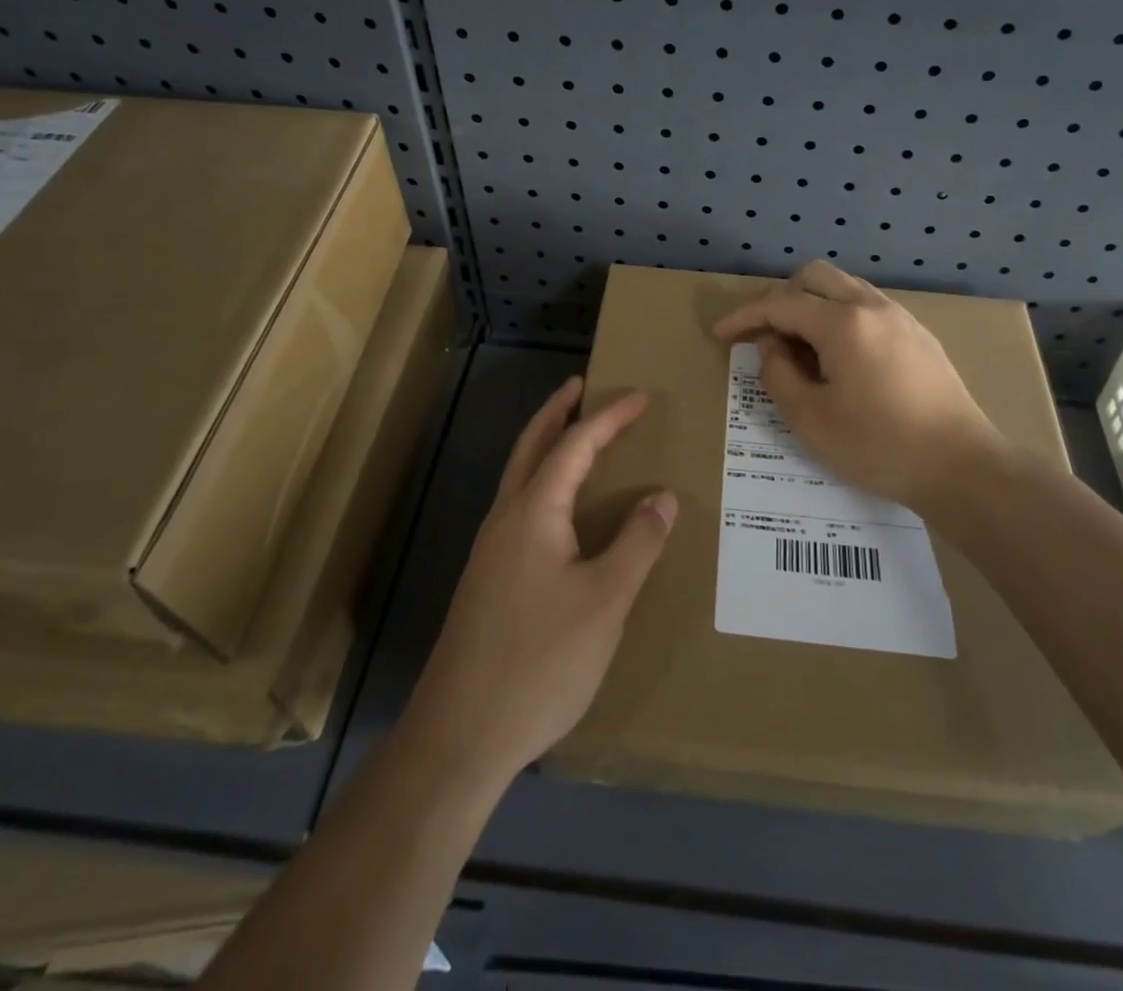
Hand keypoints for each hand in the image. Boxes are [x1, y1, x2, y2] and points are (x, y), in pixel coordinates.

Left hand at [405, 377, 676, 786]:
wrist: (460, 735)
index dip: (609, 417)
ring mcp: (490, 550)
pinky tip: (563, 513)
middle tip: (582, 387)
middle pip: (531, 446)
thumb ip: (637, 544)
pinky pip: (520, 508)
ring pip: (520, 478)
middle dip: (557, 411)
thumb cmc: (540, 660)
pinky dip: (544, 484)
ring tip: (577, 438)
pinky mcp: (488, 579)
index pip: (575, 444)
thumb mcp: (605, 601)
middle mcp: (505, 519)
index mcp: (533, 511)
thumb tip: (662, 497)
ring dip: (547, 446)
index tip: (640, 397)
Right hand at [713, 260, 1006, 520]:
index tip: (721, 333)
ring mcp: (900, 317)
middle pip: (814, 276)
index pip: (780, 304)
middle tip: (764, 334)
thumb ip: (778, 374)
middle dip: (780, 297)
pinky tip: (838, 355)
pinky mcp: (918, 334)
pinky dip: (839, 315)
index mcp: (843, 323)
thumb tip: (771, 346)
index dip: (745, 316)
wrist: (961, 466)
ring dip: (812, 303)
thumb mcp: (810, 419)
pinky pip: (866, 306)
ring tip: (799, 345)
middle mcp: (872, 306)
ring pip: (844, 287)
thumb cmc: (879, 446)